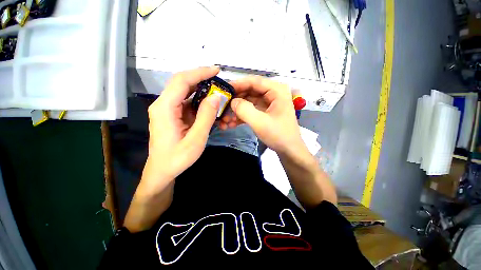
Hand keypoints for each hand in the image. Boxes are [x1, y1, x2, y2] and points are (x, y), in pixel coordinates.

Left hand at [143, 66, 220, 190]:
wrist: (162, 171)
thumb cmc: (177, 158)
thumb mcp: (196, 139)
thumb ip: (206, 117)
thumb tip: (215, 97)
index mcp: (165, 108)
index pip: (182, 81)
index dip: (199, 72)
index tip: (216, 70)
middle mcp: (163, 105)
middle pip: (182, 83)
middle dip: (201, 78)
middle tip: (219, 80)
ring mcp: (167, 110)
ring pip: (185, 93)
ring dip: (201, 90)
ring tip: (217, 91)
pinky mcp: (172, 115)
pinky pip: (187, 103)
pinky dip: (199, 101)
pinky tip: (209, 104)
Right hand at [220, 76, 304, 155]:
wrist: (289, 150)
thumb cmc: (279, 135)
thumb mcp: (260, 123)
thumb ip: (245, 110)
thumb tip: (232, 101)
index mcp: (277, 90)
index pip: (254, 81)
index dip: (238, 84)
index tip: (224, 90)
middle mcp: (273, 94)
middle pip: (250, 91)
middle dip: (236, 100)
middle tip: (222, 107)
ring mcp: (268, 103)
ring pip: (248, 102)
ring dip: (237, 110)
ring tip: (225, 119)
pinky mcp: (264, 112)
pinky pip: (251, 110)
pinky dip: (241, 116)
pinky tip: (231, 123)